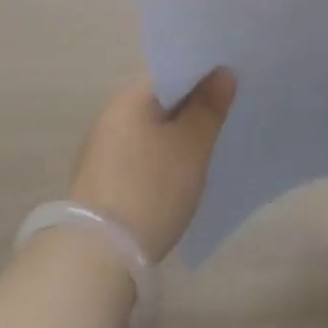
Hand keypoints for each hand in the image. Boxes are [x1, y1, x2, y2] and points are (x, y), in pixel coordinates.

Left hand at [67, 70, 235, 261]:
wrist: (97, 258)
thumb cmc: (150, 190)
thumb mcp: (191, 147)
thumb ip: (208, 106)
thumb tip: (222, 72)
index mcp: (130, 96)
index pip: (171, 70)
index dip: (202, 73)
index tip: (230, 81)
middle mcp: (111, 113)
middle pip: (160, 99)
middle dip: (191, 105)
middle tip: (226, 113)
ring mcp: (101, 147)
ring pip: (150, 128)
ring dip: (175, 133)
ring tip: (207, 144)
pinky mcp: (100, 179)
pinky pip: (138, 153)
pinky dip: (159, 157)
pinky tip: (177, 174)